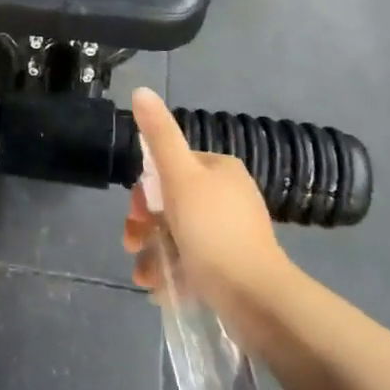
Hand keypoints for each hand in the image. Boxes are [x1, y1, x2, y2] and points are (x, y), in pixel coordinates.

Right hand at [122, 88, 291, 315]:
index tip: (135, 211)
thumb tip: (141, 90)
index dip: (145, 187)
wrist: (256, 298)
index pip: (170, 166)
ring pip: (176, 233)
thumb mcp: (179, 177)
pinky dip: (171, 271)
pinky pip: (192, 260)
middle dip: (144, 224)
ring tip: (143, 276)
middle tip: (132, 243)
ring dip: (152, 252)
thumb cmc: (213, 231)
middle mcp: (228, 196)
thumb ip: (159, 135)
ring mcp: (231, 233)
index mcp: (220, 170)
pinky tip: (159, 289)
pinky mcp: (231, 266)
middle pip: (169, 201)